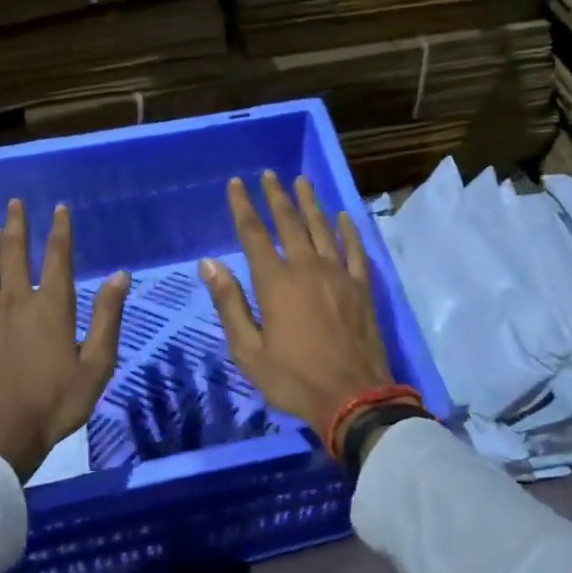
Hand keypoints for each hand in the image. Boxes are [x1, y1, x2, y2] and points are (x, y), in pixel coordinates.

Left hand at [0, 198, 130, 479]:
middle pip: (13, 253)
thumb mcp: (96, 364)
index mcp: (50, 305)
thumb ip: (107, 317)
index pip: (57, 256)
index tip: (59, 208)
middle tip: (15, 204)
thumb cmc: (54, 403)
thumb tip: (119, 275)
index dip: (60, 229)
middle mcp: (15, 301)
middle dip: (16, 225)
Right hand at [199, 171, 392, 445]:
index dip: (243, 206)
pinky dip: (348, 229)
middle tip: (269, 174)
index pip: (253, 234)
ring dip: (310, 203)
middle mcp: (307, 268)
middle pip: (290, 222)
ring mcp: (339, 274)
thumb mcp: (248, 350)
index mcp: (276, 283)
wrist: (353, 398)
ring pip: (322, 228)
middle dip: (277, 196)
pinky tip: (343, 216)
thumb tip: (209, 263)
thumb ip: (229, 303)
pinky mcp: (362, 287)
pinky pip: (355, 249)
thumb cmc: (294, 379)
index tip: (236, 184)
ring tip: (302, 181)